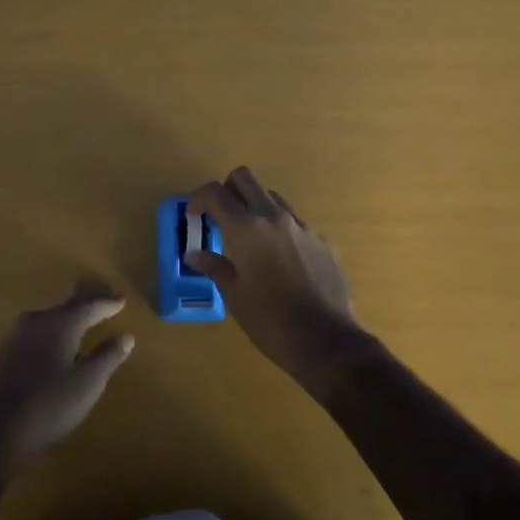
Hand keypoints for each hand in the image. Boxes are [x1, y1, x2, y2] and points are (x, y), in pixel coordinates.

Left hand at [0, 280, 134, 470]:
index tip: (121, 300)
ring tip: (78, 321)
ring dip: (65, 317)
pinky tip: (49, 346)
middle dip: (85, 300)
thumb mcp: (87, 384)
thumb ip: (107, 357)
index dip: (107, 303)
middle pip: (66, 305)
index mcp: (61, 323)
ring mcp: (14, 335)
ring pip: (47, 319)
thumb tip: (126, 336)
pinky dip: (48, 333)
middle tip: (101, 294)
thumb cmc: (48, 405)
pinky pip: (33, 333)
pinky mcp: (1, 353)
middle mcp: (37, 320)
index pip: (89, 306)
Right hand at [188, 168, 372, 396]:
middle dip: (227, 189)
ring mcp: (301, 226)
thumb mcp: (234, 295)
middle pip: (245, 178)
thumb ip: (214, 267)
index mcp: (246, 228)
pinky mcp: (321, 240)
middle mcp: (273, 217)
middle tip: (220, 215)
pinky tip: (279, 260)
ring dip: (254, 206)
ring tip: (249, 238)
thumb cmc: (270, 320)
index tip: (193, 215)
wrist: (326, 341)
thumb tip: (194, 254)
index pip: (215, 192)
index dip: (198, 198)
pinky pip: (293, 221)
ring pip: (271, 196)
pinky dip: (279, 229)